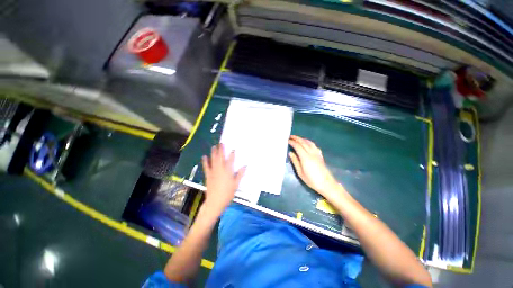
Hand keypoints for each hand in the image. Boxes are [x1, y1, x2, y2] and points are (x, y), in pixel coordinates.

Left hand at [201, 144, 245, 214]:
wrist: (215, 202)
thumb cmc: (227, 193)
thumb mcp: (236, 184)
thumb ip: (240, 174)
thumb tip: (245, 166)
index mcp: (228, 171)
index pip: (231, 160)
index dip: (232, 154)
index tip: (233, 149)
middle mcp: (220, 169)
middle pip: (221, 157)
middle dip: (221, 149)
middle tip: (221, 143)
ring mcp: (213, 171)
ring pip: (213, 160)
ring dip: (213, 153)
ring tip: (214, 146)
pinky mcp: (208, 175)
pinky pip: (206, 166)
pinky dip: (205, 161)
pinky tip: (204, 156)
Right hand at [288, 135, 339, 196]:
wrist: (326, 184)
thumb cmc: (311, 180)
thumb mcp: (300, 172)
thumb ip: (295, 161)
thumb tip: (290, 153)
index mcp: (305, 157)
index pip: (298, 146)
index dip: (292, 142)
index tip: (287, 140)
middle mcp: (311, 153)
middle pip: (304, 142)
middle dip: (297, 138)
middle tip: (291, 136)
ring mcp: (317, 153)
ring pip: (309, 143)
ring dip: (303, 139)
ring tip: (298, 138)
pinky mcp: (320, 155)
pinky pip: (314, 146)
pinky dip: (309, 142)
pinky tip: (307, 143)